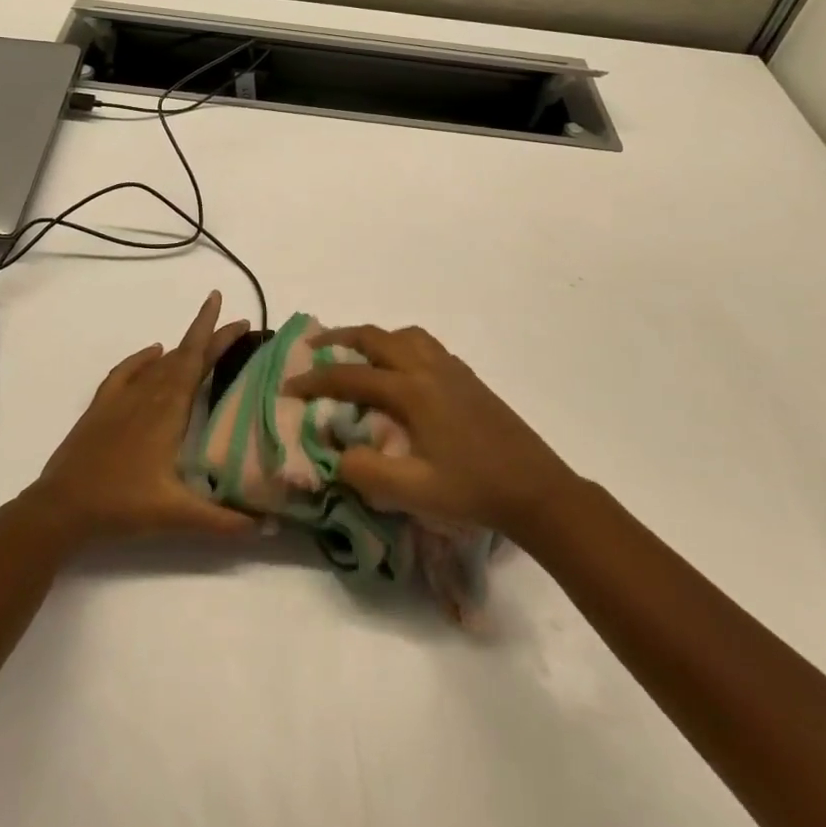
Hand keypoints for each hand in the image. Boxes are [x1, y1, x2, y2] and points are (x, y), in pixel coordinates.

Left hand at [25, 292, 257, 547]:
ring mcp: (123, 397)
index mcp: (169, 409)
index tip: (238, 317)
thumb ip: (222, 521)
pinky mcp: (102, 406)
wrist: (62, 507)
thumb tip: (266, 527)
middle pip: (184, 355)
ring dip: (183, 349)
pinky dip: (142, 358)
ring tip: (203, 342)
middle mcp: (149, 394)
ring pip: (159, 363)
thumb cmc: (123, 505)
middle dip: (210, 337)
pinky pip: (127, 371)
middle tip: (235, 325)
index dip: (218, 336)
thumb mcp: (177, 515)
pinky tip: (153, 352)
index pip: (198, 360)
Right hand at [285, 325, 574, 538]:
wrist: (537, 490)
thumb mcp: (413, 492)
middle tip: (314, 348)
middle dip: (340, 338)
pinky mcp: (468, 378)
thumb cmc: (473, 491)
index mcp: (412, 391)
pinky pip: (425, 346)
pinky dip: (401, 346)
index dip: (315, 380)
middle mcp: (429, 368)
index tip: (288, 386)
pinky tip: (401, 373)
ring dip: (375, 338)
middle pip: (376, 338)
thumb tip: (332, 453)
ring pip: (404, 335)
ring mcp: (452, 369)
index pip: (351, 376)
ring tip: (357, 354)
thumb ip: (365, 471)